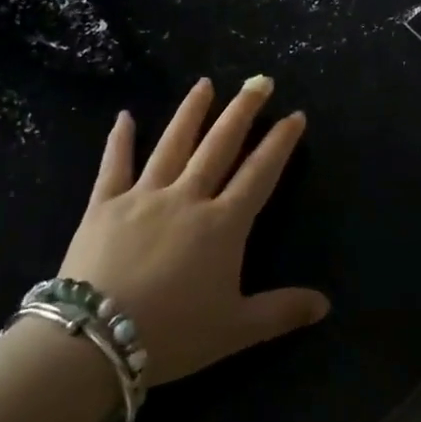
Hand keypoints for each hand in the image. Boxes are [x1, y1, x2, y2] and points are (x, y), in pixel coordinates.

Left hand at [57, 76, 329, 386]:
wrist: (94, 340)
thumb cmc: (172, 334)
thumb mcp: (235, 329)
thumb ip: (281, 311)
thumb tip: (325, 304)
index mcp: (222, 224)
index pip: (260, 173)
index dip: (280, 143)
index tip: (295, 115)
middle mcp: (188, 197)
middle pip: (220, 145)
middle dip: (243, 111)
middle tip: (259, 81)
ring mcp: (144, 195)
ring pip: (173, 143)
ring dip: (191, 112)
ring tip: (205, 84)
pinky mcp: (105, 204)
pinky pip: (114, 164)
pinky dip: (119, 139)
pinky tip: (124, 115)